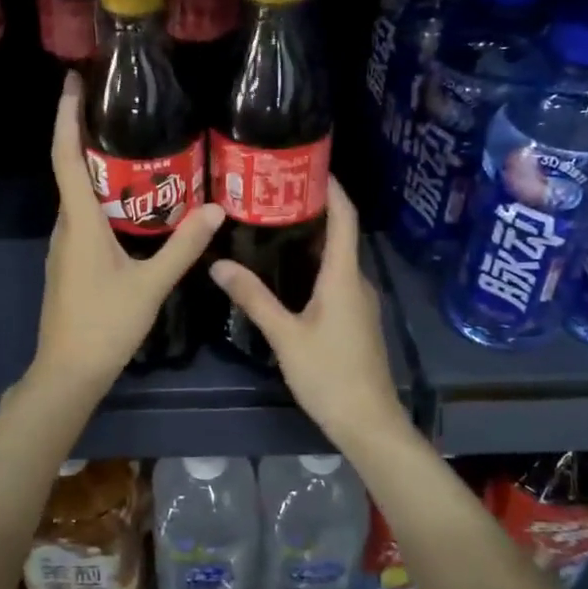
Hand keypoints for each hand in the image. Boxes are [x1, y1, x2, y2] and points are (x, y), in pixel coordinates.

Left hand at [32, 73, 224, 396]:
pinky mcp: (69, 261)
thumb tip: (215, 209)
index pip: (66, 157)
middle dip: (85, 133)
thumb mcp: (151, 285)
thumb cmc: (105, 325)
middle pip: (70, 169)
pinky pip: (83, 215)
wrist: (68, 372)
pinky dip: (100, 196)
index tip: (72, 82)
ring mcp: (64, 245)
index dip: (65, 117)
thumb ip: (184, 246)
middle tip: (116, 106)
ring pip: (77, 194)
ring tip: (130, 144)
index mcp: (80, 222)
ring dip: (95, 166)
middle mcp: (65, 226)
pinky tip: (129, 201)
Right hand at [210, 179, 405, 448]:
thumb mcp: (285, 336)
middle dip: (312, 210)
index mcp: (343, 277)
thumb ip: (254, 298)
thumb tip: (218, 265)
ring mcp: (360, 302)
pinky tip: (287, 272)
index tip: (309, 165)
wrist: (368, 423)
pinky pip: (336, 279)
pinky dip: (314, 265)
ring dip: (311, 239)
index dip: (332, 189)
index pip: (344, 218)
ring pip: (336, 259)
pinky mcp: (356, 320)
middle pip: (340, 234)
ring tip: (273, 226)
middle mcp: (357, 282)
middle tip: (273, 195)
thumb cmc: (330, 375)